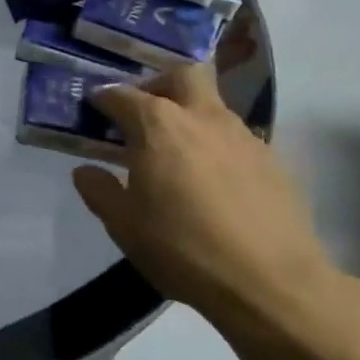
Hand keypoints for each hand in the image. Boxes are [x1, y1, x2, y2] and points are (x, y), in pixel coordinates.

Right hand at [71, 65, 338, 331]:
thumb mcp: (123, 225)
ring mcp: (243, 136)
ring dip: (189, 116)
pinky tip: (210, 182)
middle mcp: (202, 117)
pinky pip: (234, 139)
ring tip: (174, 153)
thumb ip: (99, 190)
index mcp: (158, 126)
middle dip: (158, 83)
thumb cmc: (182, 248)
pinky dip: (215, 146)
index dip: (104, 99)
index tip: (93, 107)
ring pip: (211, 106)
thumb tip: (87, 171)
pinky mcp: (272, 161)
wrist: (271, 284)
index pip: (122, 95)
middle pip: (182, 75)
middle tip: (142, 111)